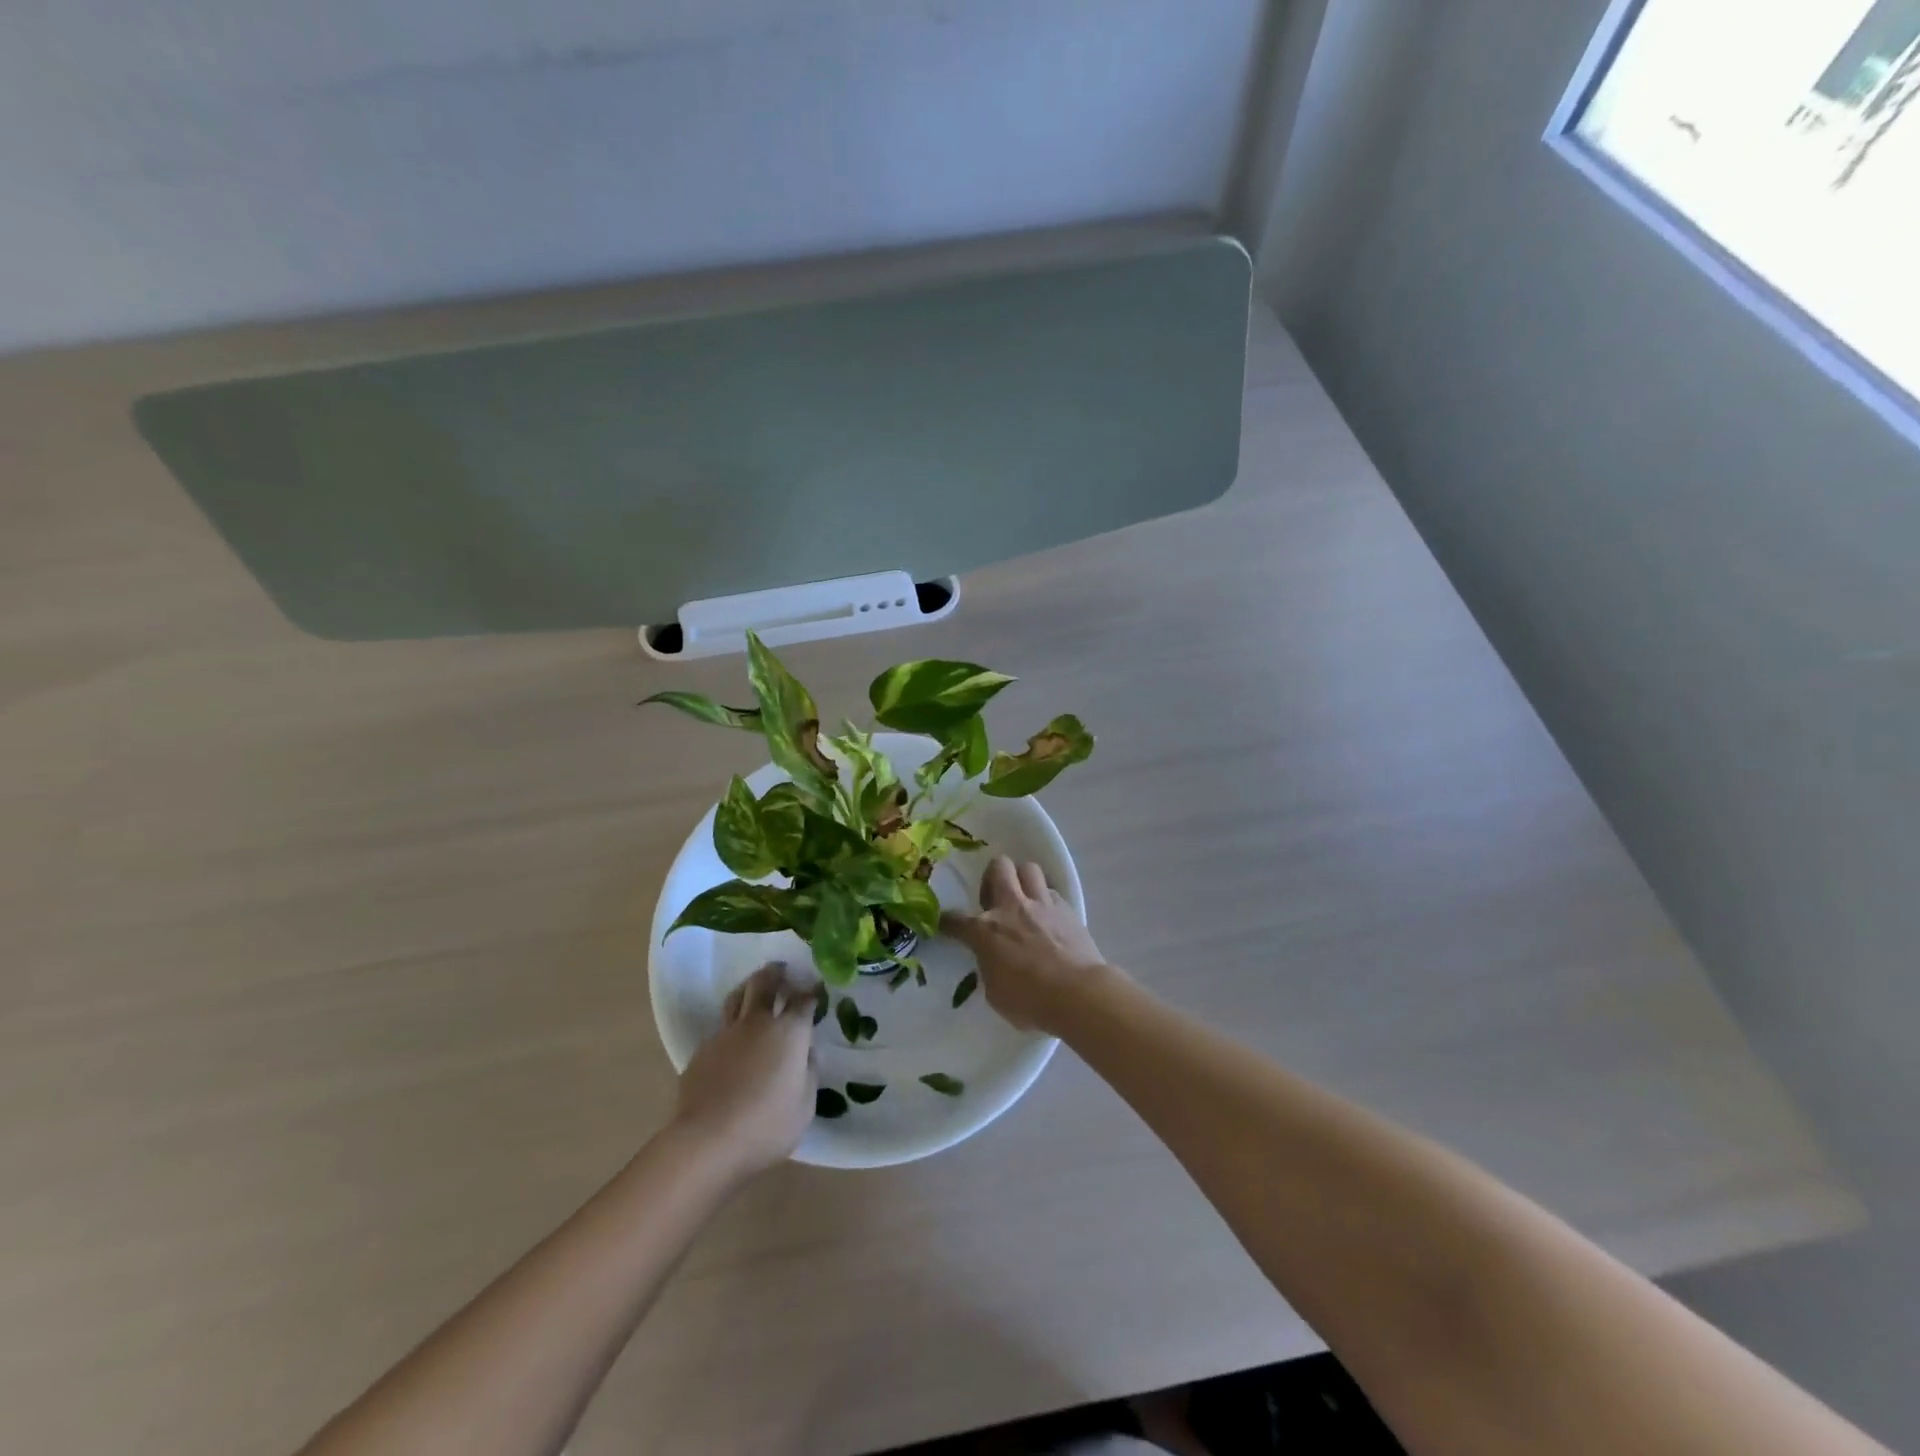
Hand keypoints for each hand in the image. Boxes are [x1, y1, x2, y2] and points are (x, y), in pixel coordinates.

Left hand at [671, 963, 816, 1178]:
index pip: (803, 1001)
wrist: (707, 1142)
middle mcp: (757, 1024)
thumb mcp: (805, 1106)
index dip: (811, 992)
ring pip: (736, 997)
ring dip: (748, 988)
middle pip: (764, 984)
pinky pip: (720, 1027)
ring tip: (753, 988)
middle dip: (775, 973)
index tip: (816, 988)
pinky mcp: (702, 1051)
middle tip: (781, 969)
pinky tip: (733, 1037)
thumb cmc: (766, 1126)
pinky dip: (730, 1023)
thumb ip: (809, 1074)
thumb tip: (807, 1054)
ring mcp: (726, 1034)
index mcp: (788, 1033)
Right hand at [941, 856, 1111, 1032]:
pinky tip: (1049, 918)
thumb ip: (989, 967)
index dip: (947, 921)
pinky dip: (1046, 900)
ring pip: (1028, 868)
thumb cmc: (1030, 1001)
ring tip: (1024, 900)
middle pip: (998, 867)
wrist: (1078, 993)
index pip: (956, 919)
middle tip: (994, 899)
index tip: (946, 924)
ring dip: (1022, 880)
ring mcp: (1041, 904)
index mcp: (985, 930)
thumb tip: (993, 960)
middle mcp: (1011, 907)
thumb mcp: (995, 992)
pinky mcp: (1067, 909)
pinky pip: (1052, 891)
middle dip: (992, 877)